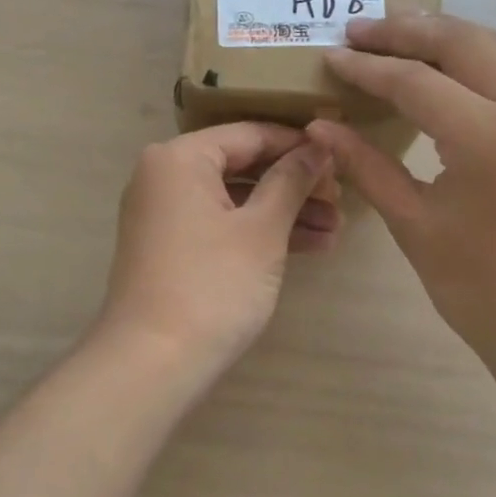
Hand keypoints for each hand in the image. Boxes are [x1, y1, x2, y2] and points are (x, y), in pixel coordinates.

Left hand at [97, 123, 339, 377]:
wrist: (155, 362)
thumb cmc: (213, 284)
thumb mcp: (262, 229)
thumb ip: (291, 180)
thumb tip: (318, 146)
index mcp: (180, 158)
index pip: (249, 134)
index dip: (298, 145)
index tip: (340, 159)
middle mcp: (165, 177)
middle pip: (242, 166)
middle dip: (295, 185)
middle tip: (341, 200)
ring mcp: (165, 215)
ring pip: (235, 200)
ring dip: (284, 214)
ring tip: (335, 230)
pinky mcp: (172, 249)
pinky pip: (222, 226)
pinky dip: (259, 234)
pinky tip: (309, 247)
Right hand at [308, 14, 495, 358]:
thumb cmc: (478, 287)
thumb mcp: (413, 224)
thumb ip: (366, 166)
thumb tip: (320, 125)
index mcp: (490, 139)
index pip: (415, 82)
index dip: (367, 67)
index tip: (331, 56)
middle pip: (462, 43)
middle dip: (406, 31)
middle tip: (359, 29)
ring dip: (447, 33)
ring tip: (399, 34)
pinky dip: (479, 54)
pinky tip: (449, 64)